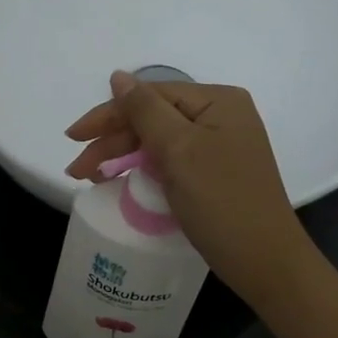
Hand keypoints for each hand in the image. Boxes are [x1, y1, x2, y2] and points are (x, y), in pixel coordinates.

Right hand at [65, 72, 316, 313]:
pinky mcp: (214, 174)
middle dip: (112, 141)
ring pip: (158, 142)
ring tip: (90, 179)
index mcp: (218, 101)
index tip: (72, 137)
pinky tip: (123, 181)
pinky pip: (171, 162)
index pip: (150, 95)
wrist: (265, 260)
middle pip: (153, 118)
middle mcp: (221, 117)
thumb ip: (145, 110)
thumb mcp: (179, 150)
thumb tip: (118, 77)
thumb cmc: (222, 201)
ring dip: (123, 157)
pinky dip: (144, 170)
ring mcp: (219, 147)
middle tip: (77, 170)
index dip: (108, 114)